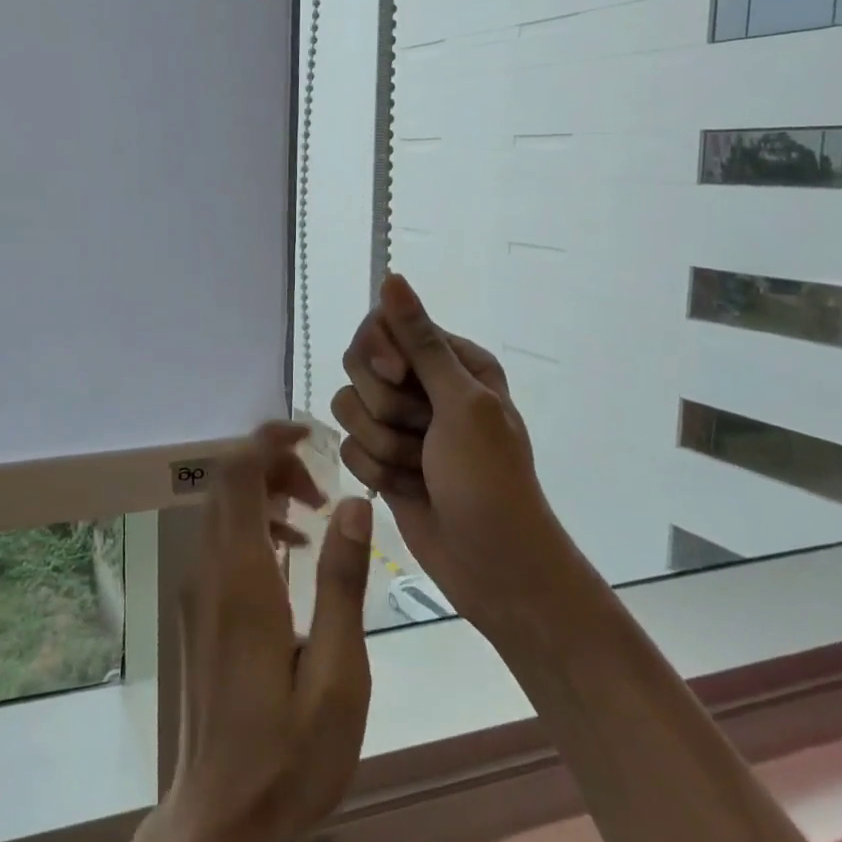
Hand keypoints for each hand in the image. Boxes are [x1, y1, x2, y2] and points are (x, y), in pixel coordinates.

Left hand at [161, 421, 373, 841]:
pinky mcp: (198, 610)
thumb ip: (342, 581)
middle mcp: (209, 572)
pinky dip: (255, 525)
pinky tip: (291, 557)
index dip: (268, 440)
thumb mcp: (338, 674)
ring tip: (316, 519)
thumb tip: (352, 502)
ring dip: (266, 495)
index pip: (237, 475)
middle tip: (323, 491)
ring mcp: (197, 591)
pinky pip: (221, 541)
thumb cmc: (288, 756)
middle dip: (275, 466)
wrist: (218, 821)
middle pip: (227, 483)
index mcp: (241, 580)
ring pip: (223, 509)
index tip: (310, 435)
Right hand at [331, 274, 567, 631]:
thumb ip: (420, 341)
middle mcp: (423, 385)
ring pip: (349, 409)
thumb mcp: (460, 403)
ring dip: (381, 444)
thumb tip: (392, 277)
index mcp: (452, 360)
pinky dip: (376, 471)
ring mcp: (401, 423)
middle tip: (422, 432)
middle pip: (360, 365)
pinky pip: (349, 447)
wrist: (493, 564)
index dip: (380, 350)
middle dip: (384, 407)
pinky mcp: (382, 459)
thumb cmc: (488, 478)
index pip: (386, 325)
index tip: (395, 375)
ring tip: (419, 469)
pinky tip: (407, 489)